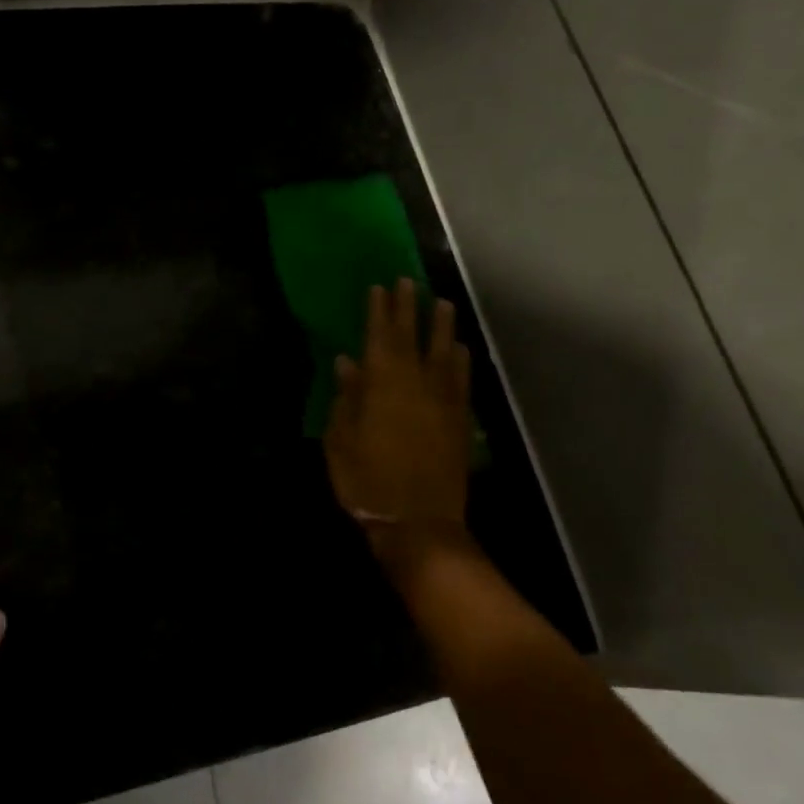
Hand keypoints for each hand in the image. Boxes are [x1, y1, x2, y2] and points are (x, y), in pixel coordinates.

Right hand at [324, 279, 472, 554]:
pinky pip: (462, 380)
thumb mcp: (341, 440)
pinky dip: (461, 360)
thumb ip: (346, 398)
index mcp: (383, 385)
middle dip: (409, 308)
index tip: (379, 287)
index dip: (379, 310)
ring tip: (442, 303)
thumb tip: (347, 362)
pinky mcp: (461, 420)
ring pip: (445, 352)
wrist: (418, 522)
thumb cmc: (368, 481)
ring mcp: (443, 400)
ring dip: (442, 326)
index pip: (380, 336)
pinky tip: (461, 350)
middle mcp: (417, 383)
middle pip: (413, 336)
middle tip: (409, 282)